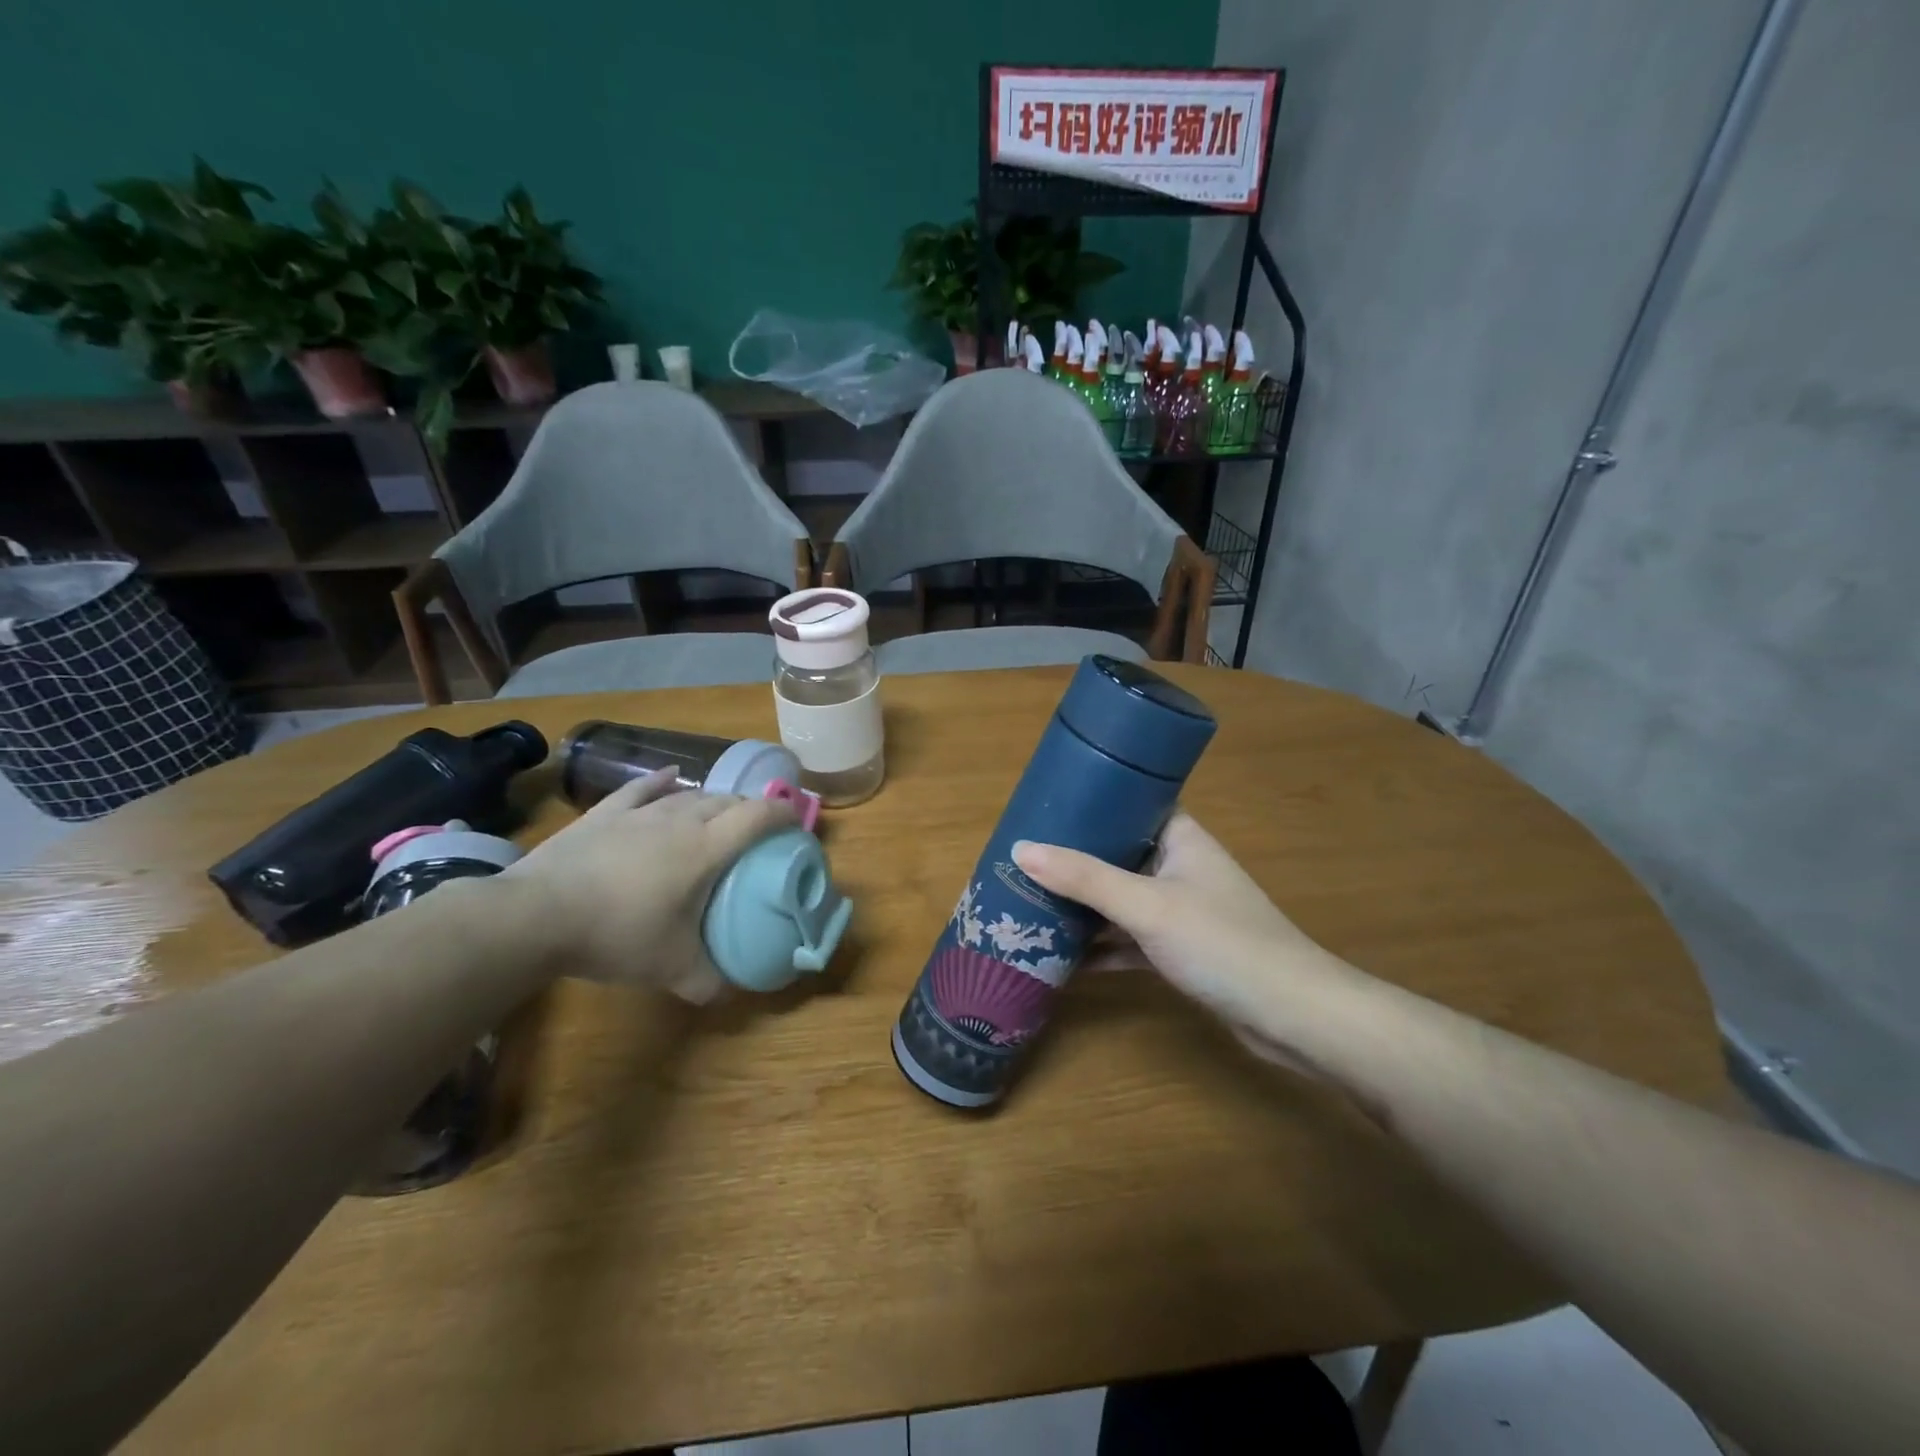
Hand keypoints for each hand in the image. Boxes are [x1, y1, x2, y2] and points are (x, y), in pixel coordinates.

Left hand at [505, 769, 796, 1000]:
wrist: (537, 915)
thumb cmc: (617, 934)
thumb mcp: (670, 968)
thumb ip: (708, 982)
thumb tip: (729, 994)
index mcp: (706, 848)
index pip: (757, 817)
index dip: (783, 814)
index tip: (797, 821)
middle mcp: (681, 820)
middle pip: (727, 801)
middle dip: (750, 809)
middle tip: (757, 830)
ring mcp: (641, 813)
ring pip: (690, 795)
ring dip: (712, 800)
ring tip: (719, 813)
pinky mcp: (606, 813)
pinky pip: (642, 789)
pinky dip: (662, 783)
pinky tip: (669, 779)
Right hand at [1012, 812, 1361, 1070]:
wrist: (1292, 1017)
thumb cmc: (1222, 943)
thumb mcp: (1147, 906)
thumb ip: (1085, 878)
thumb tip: (1021, 848)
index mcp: (1181, 839)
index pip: (1131, 804)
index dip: (1090, 802)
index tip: (1043, 807)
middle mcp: (1180, 867)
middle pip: (1118, 854)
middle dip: (1073, 859)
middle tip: (1021, 858)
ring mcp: (1181, 911)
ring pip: (1121, 900)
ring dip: (1083, 906)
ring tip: (1028, 902)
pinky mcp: (1180, 951)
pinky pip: (1129, 940)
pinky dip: (1101, 946)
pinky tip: (1061, 957)